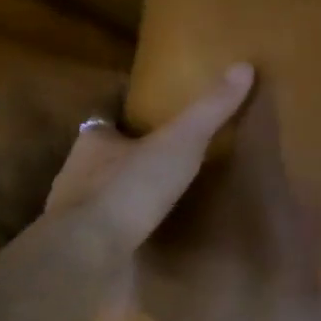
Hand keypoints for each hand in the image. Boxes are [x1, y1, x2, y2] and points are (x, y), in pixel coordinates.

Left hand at [44, 63, 253, 250]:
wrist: (90, 254)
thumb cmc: (130, 188)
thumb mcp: (180, 142)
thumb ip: (210, 109)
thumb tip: (244, 66)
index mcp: (93, 141)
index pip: (106, 119)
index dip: (125, 115)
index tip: (149, 115)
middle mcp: (77, 173)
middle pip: (104, 157)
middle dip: (127, 156)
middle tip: (163, 158)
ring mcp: (77, 214)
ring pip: (102, 195)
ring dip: (126, 194)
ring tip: (160, 198)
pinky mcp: (84, 248)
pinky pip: (107, 231)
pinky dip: (124, 229)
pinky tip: (146, 236)